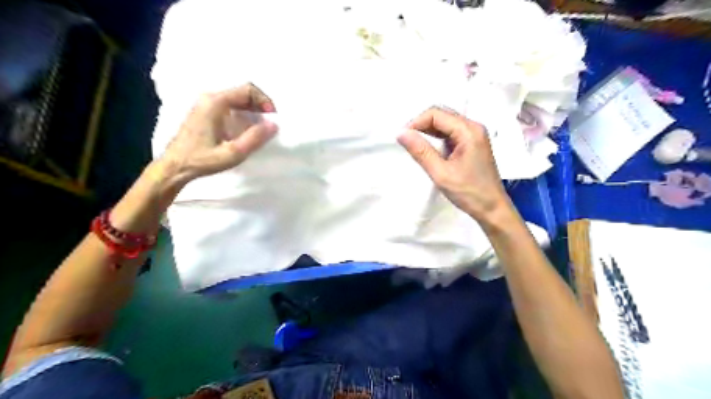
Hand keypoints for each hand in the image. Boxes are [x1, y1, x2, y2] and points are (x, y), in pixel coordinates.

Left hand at [158, 83, 276, 185]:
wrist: (174, 167)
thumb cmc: (202, 160)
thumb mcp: (233, 153)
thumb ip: (254, 138)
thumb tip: (274, 125)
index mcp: (215, 103)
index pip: (247, 90)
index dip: (264, 101)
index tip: (272, 118)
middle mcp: (209, 98)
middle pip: (242, 92)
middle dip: (260, 105)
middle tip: (269, 123)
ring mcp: (205, 104)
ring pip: (236, 99)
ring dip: (252, 110)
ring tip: (261, 127)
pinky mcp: (204, 112)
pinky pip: (229, 105)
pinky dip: (243, 113)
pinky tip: (246, 128)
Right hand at [397, 107, 513, 224]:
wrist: (492, 209)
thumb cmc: (469, 193)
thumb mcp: (441, 173)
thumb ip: (420, 151)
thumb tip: (401, 133)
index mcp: (469, 131)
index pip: (436, 114)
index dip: (416, 122)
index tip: (403, 137)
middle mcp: (473, 127)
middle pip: (441, 115)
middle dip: (421, 125)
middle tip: (406, 141)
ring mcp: (474, 135)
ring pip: (445, 124)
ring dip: (427, 132)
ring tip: (414, 146)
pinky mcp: (471, 144)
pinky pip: (450, 134)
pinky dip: (436, 139)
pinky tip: (428, 150)